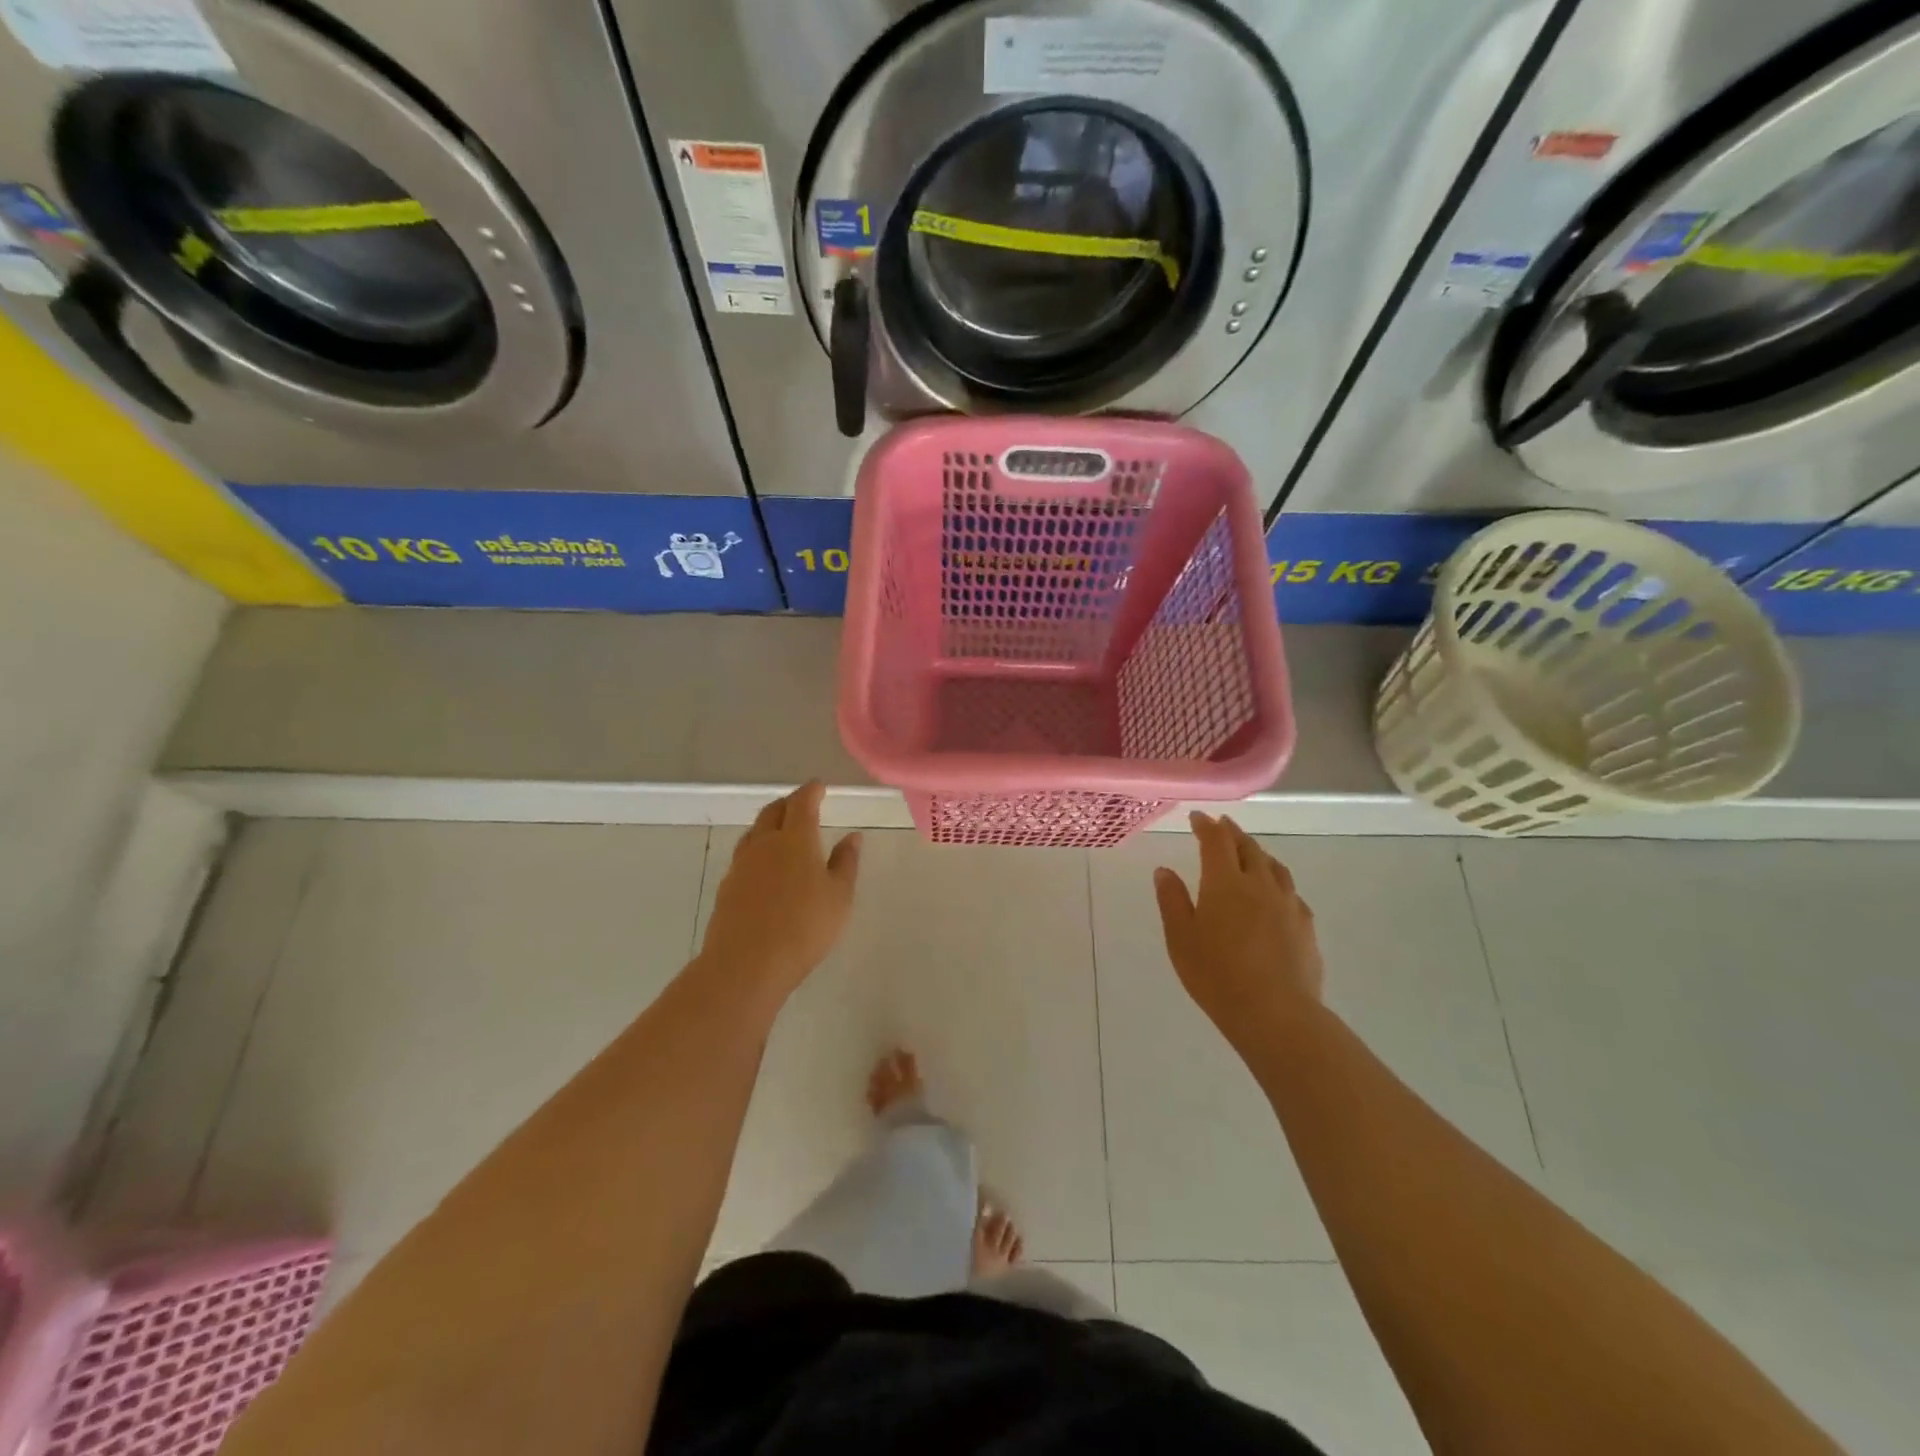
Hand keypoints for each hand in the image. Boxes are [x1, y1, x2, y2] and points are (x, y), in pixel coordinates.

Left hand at [697, 782, 860, 1007]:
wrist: (746, 964)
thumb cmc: (804, 927)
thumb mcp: (839, 897)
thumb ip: (846, 863)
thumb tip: (853, 836)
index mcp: (796, 839)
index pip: (802, 803)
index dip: (811, 791)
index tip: (819, 786)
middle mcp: (765, 843)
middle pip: (773, 811)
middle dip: (789, 803)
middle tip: (802, 804)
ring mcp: (742, 864)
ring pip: (755, 831)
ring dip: (770, 823)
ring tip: (782, 830)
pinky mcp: (727, 886)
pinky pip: (745, 854)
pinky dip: (758, 848)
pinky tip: (765, 865)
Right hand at [1153, 813, 1322, 1046]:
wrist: (1276, 1014)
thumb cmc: (1216, 975)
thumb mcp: (1181, 938)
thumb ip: (1172, 900)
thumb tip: (1164, 870)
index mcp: (1224, 882)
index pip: (1216, 841)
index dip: (1206, 825)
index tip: (1198, 817)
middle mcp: (1259, 884)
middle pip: (1248, 848)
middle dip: (1233, 833)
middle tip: (1222, 826)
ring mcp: (1287, 904)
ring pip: (1274, 867)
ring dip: (1258, 853)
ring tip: (1250, 853)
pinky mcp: (1306, 927)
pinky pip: (1291, 892)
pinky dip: (1277, 881)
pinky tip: (1275, 894)